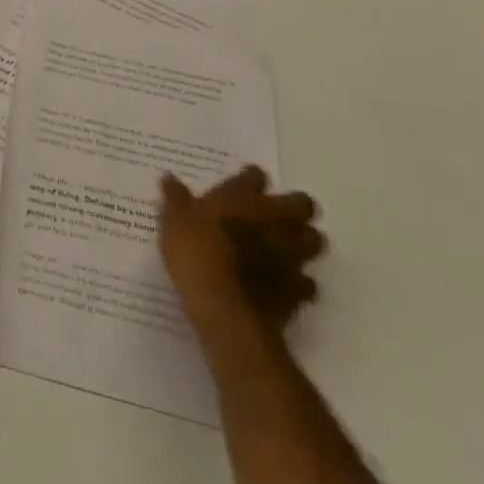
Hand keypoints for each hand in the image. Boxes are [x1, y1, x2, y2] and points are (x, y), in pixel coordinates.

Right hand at [159, 166, 323, 338]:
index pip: (255, 176)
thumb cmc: (196, 253)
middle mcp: (274, 219)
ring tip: (285, 248)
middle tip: (276, 215)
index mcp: (243, 198)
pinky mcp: (298, 289)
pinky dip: (299, 282)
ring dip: (304, 242)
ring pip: (315, 240)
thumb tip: (168, 177)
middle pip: (302, 204)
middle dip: (295, 208)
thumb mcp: (173, 221)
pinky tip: (284, 285)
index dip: (251, 178)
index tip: (244, 184)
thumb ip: (175, 198)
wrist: (225, 308)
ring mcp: (291, 254)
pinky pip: (308, 282)